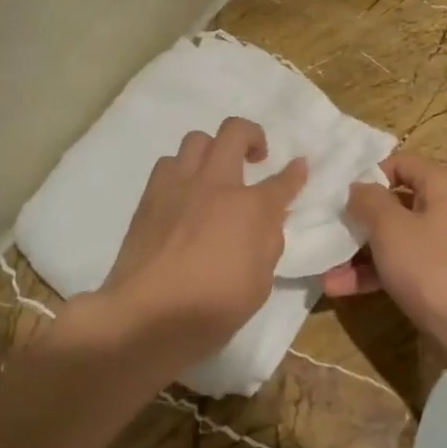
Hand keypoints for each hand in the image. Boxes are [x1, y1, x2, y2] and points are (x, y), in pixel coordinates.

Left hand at [92, 117, 305, 368]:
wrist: (147, 315)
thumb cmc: (212, 308)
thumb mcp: (259, 283)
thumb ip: (266, 243)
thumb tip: (267, 220)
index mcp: (251, 208)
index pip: (282, 181)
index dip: (295, 173)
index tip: (299, 166)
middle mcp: (216, 184)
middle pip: (235, 132)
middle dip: (252, 136)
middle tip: (255, 158)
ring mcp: (179, 185)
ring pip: (196, 139)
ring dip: (212, 150)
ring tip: (214, 174)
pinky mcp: (149, 196)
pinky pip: (168, 163)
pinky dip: (181, 170)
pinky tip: (184, 194)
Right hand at [320, 152, 446, 367]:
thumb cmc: (432, 268)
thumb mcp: (391, 228)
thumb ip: (368, 201)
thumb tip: (357, 188)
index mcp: (442, 185)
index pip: (400, 163)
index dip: (368, 174)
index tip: (338, 192)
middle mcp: (446, 208)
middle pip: (394, 202)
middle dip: (358, 218)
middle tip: (325, 226)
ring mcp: (443, 244)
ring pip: (394, 237)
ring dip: (359, 251)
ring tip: (324, 267)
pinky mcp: (438, 275)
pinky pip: (401, 264)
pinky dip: (373, 273)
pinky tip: (339, 287)